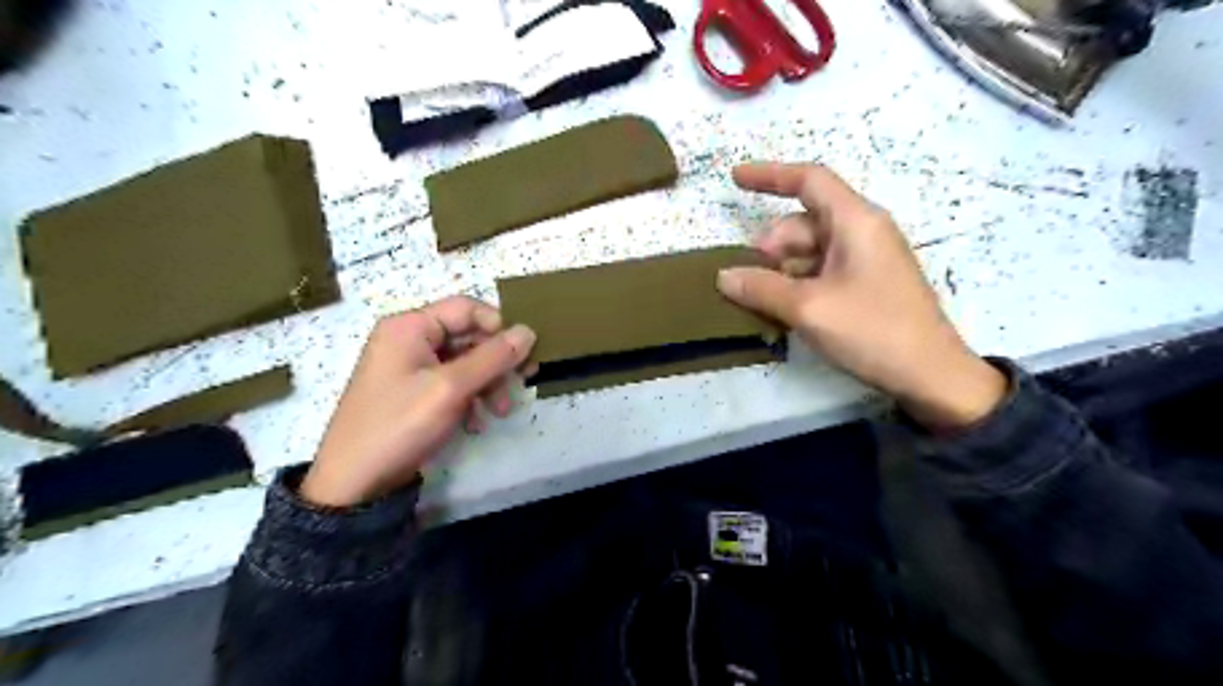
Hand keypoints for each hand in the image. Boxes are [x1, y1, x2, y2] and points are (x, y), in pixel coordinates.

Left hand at [300, 294, 534, 508]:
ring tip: (501, 411)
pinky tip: (477, 423)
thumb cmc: (400, 424)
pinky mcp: (414, 393)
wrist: (355, 483)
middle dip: (497, 361)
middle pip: (468, 336)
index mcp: (410, 326)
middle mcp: (409, 339)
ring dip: (488, 384)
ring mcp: (410, 368)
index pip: (467, 308)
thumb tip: (529, 330)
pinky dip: (470, 399)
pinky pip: (452, 384)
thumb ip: (493, 357)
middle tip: (525, 380)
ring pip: (465, 362)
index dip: (499, 326)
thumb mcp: (451, 388)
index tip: (523, 353)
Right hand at [718, 161, 1003, 430]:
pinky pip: (822, 271)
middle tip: (749, 280)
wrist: (930, 375)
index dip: (769, 175)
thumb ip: (761, 288)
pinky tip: (783, 309)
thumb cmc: (872, 330)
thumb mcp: (808, 308)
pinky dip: (797, 283)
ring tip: (762, 301)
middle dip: (771, 245)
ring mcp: (866, 259)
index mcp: (855, 221)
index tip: (734, 179)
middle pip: (804, 222)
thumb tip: (724, 276)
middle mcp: (862, 231)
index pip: (809, 180)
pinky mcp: (867, 284)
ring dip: (781, 269)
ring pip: (810, 250)